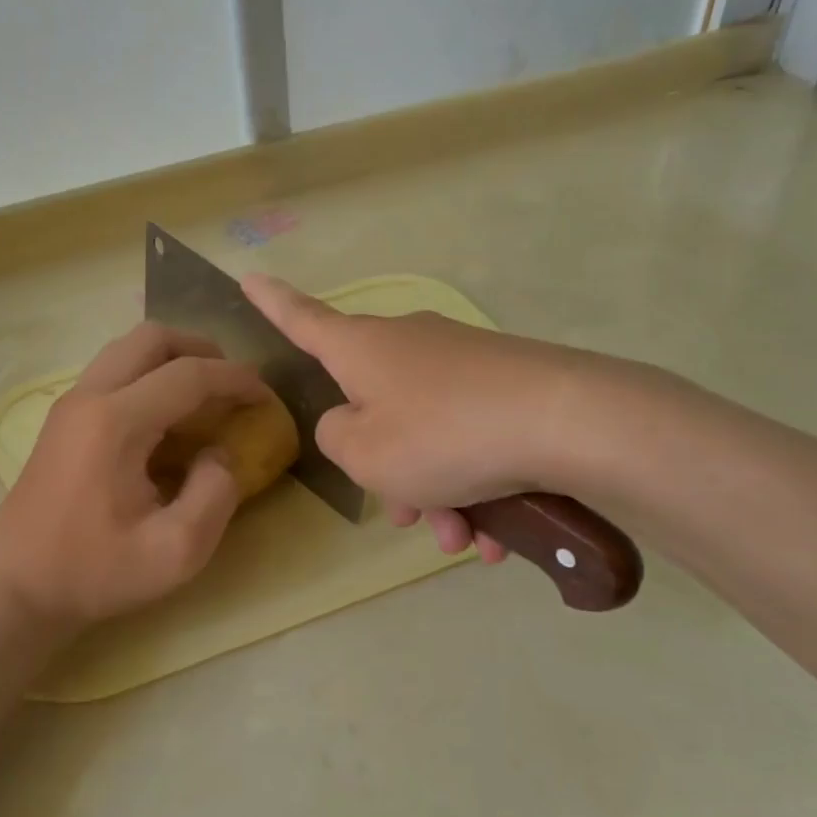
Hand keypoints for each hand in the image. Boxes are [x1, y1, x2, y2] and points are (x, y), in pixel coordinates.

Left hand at [0, 323, 268, 631]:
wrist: (15, 587)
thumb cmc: (94, 572)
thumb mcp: (175, 552)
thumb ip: (215, 495)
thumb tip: (220, 454)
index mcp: (116, 422)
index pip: (189, 375)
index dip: (236, 379)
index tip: (267, 396)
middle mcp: (90, 396)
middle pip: (153, 337)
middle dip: (203, 350)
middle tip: (232, 385)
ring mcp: (70, 402)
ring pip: (129, 347)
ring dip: (173, 358)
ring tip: (203, 395)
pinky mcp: (63, 417)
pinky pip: (113, 369)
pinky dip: (148, 374)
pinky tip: (165, 416)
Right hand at [242, 275, 604, 561]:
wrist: (568, 422)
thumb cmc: (442, 436)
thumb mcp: (364, 453)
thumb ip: (336, 438)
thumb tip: (352, 423)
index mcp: (362, 349)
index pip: (302, 319)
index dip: (272, 303)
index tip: (249, 277)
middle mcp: (408, 344)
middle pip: (375, 407)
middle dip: (388, 470)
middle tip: (410, 518)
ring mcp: (462, 362)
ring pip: (428, 435)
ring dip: (437, 492)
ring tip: (465, 540)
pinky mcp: (508, 383)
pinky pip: (470, 438)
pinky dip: (475, 485)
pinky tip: (499, 534)